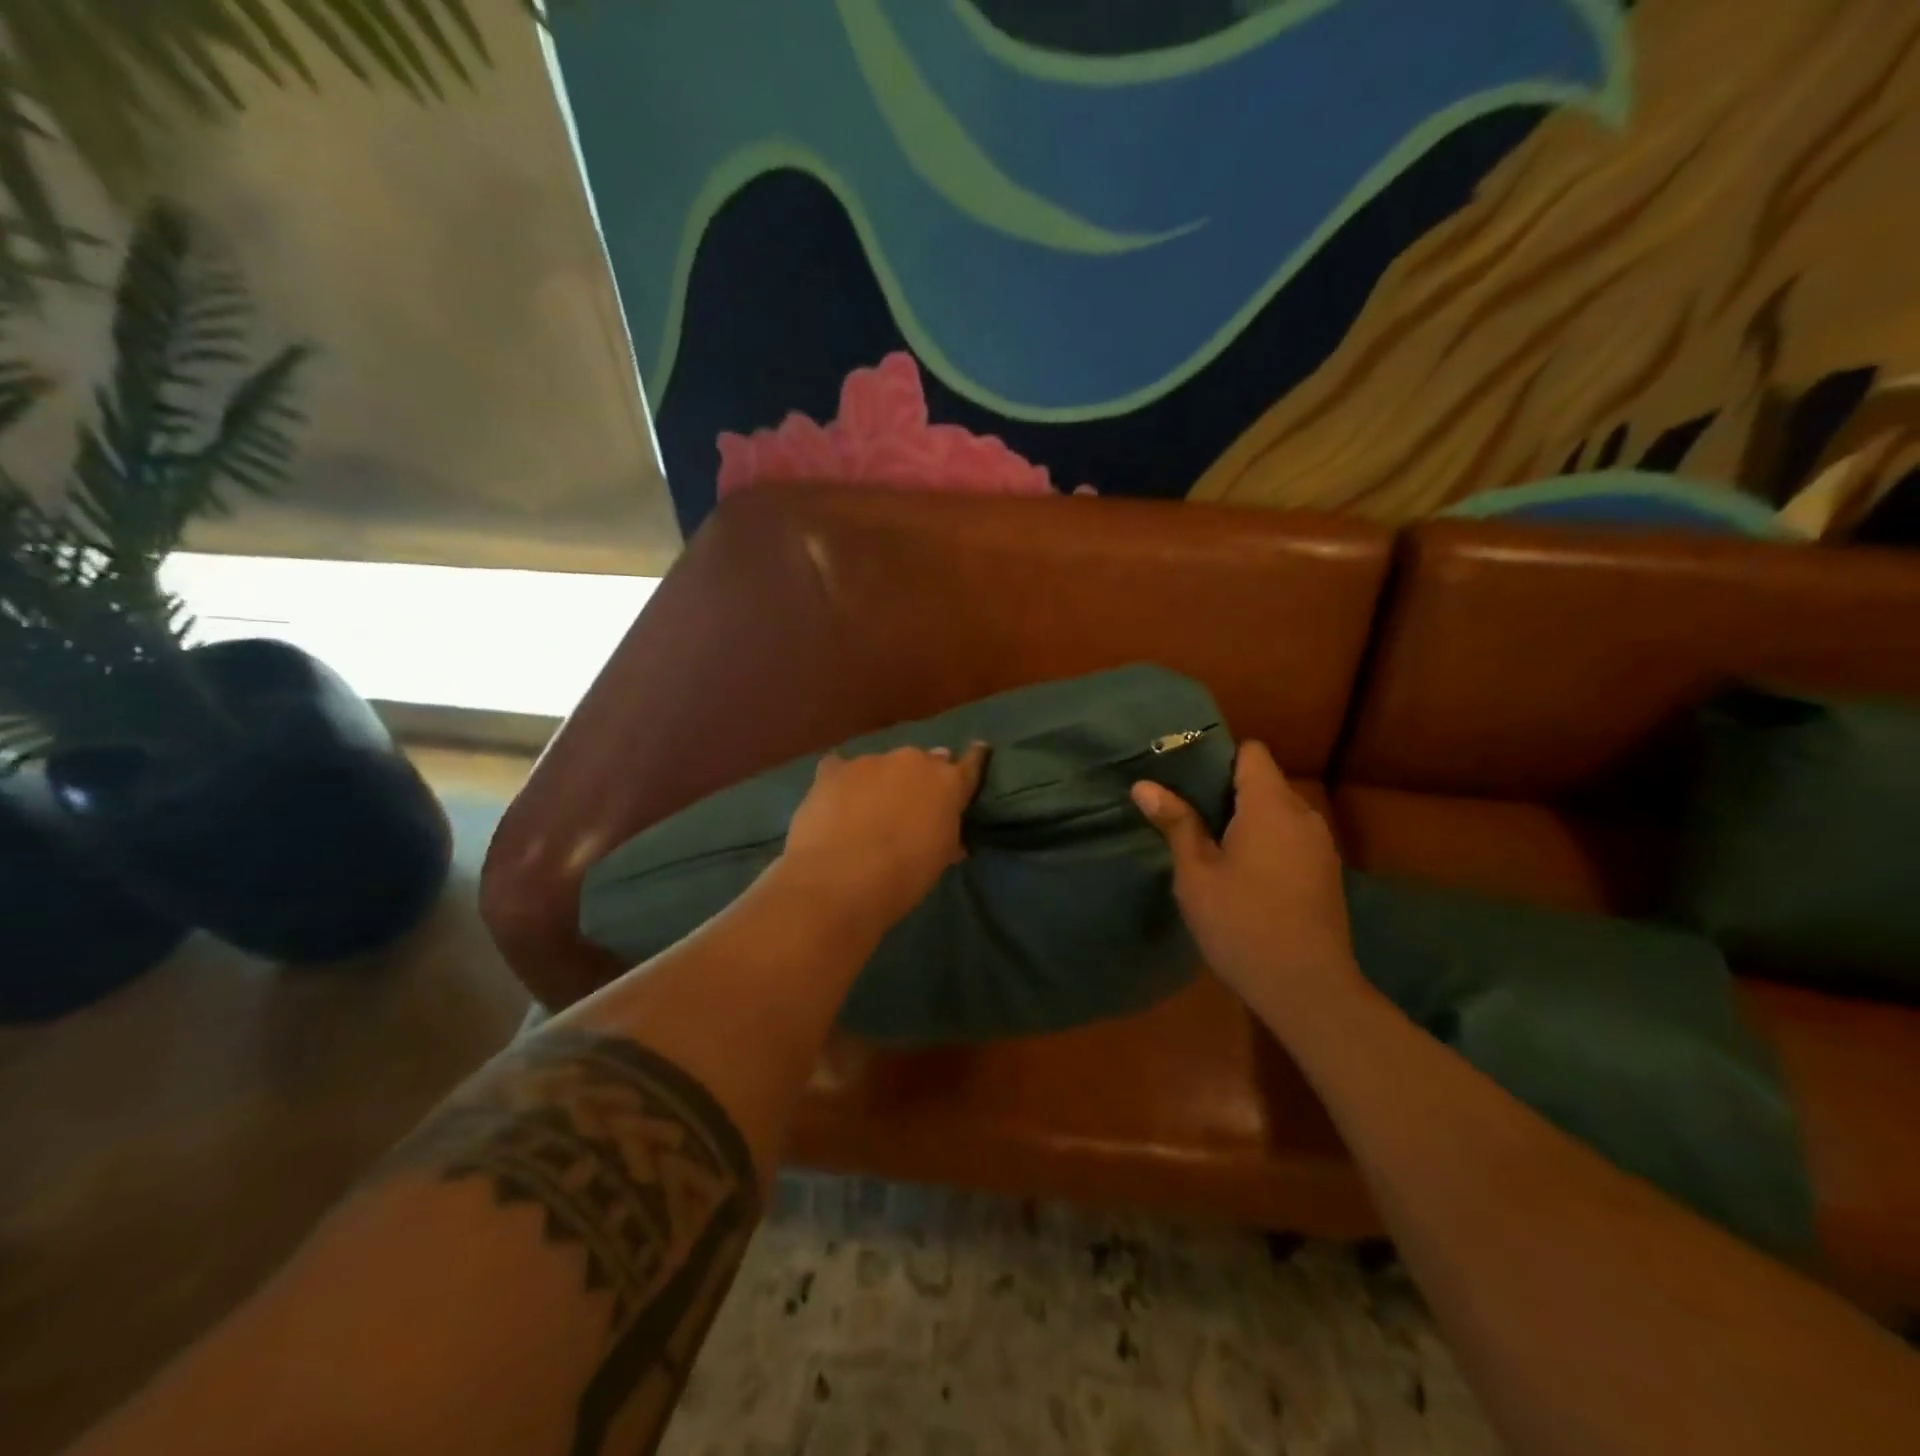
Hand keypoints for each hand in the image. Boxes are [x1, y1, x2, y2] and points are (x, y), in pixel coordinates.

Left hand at [778, 744, 987, 931]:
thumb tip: (946, 833)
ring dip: (880, 781)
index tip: (979, 750)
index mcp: (948, 782)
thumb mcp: (939, 858)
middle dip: (920, 777)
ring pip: (881, 765)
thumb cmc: (905, 876)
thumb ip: (946, 835)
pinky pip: (841, 769)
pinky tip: (835, 797)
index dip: (974, 758)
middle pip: (923, 761)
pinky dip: (842, 781)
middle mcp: (913, 761)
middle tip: (913, 801)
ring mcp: (871, 761)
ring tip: (868, 808)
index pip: (971, 763)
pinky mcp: (833, 770)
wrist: (842, 878)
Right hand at [1131, 741, 1361, 1024]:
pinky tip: (1242, 875)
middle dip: (1226, 791)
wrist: (1308, 988)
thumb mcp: (1196, 874)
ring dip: (1247, 820)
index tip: (1185, 777)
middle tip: (1185, 812)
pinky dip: (1266, 843)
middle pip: (1264, 781)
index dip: (1217, 757)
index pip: (1251, 752)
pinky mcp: (1327, 874)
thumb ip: (1176, 823)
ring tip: (1209, 844)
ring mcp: (1320, 846)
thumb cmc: (1242, 923)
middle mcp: (1303, 815)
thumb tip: (1144, 785)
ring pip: (1278, 813)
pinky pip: (1291, 839)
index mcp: (1270, 805)